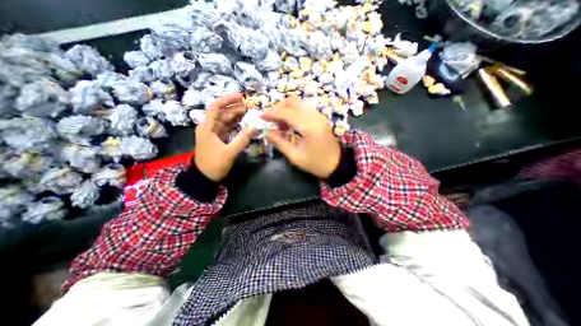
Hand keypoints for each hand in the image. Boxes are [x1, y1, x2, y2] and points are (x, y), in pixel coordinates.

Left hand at [195, 92, 253, 181]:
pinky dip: (236, 125)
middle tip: (250, 106)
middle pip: (222, 113)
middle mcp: (209, 127)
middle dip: (236, 108)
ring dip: (237, 116)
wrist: (205, 177)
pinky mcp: (218, 138)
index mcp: (207, 127)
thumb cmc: (214, 164)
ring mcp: (214, 133)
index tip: (241, 97)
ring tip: (250, 112)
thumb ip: (242, 139)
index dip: (228, 100)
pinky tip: (245, 122)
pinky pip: (228, 128)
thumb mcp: (229, 152)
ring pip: (226, 120)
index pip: (216, 107)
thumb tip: (255, 126)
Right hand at [263, 96, 340, 178]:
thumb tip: (268, 133)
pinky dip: (293, 112)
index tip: (261, 117)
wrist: (337, 164)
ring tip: (279, 124)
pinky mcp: (320, 118)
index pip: (287, 113)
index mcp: (309, 127)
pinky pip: (303, 109)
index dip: (272, 113)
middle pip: (293, 102)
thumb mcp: (296, 157)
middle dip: (278, 108)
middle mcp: (315, 116)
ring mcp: (319, 115)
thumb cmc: (316, 164)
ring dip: (285, 109)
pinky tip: (289, 124)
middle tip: (270, 120)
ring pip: (298, 103)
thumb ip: (280, 143)